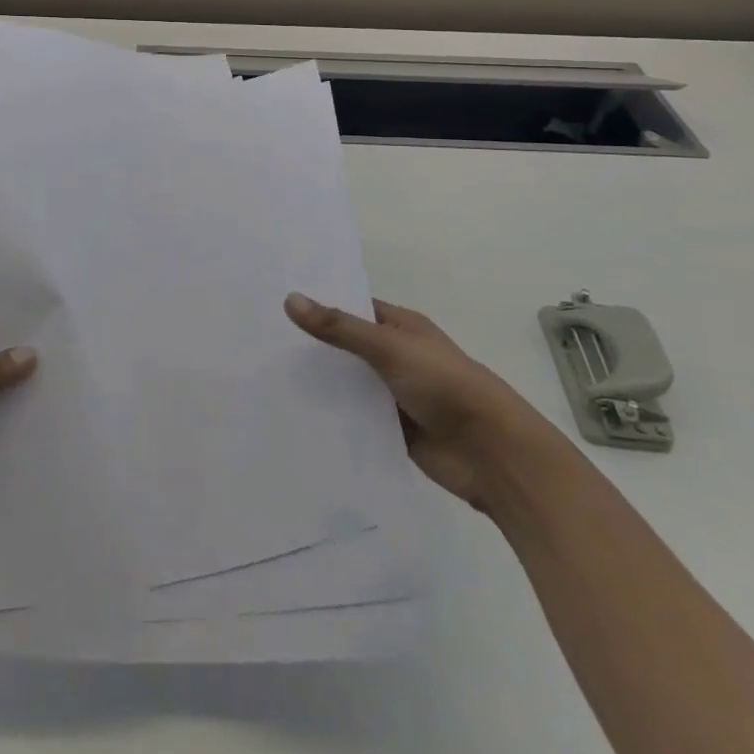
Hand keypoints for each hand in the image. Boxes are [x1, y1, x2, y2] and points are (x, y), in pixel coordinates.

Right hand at [284, 292, 562, 513]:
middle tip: (260, 338)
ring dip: (320, 383)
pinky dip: (333, 416)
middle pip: (347, 346)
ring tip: (266, 375)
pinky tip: (295, 415)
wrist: (493, 454)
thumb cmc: (445, 385)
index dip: (320, 303)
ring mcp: (394, 394)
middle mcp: (396, 356)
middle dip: (313, 345)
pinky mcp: (392, 430)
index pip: (352, 307)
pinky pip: (355, 418)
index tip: (276, 300)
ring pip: (348, 384)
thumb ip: (339, 328)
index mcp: (401, 327)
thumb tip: (290, 299)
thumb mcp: (388, 348)